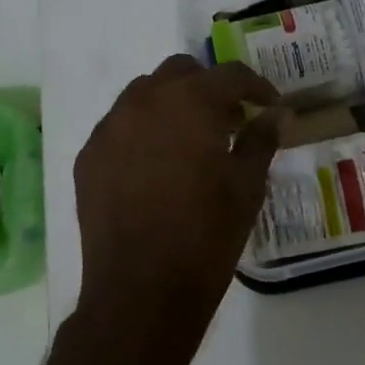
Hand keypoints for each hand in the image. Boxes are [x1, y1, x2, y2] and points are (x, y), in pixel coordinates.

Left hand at [73, 55, 281, 364]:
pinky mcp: (88, 156)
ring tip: (191, 140)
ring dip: (172, 103)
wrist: (141, 292)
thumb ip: (261, 140)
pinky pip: (119, 125)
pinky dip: (143, 130)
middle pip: (181, 72)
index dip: (256, 86)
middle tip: (229, 120)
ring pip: (144, 92)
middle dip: (209, 87)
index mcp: (190, 103)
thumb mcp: (246, 187)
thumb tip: (275, 114)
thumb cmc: (206, 237)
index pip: (230, 75)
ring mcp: (110, 127)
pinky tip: (156, 164)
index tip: (269, 105)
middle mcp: (144, 101)